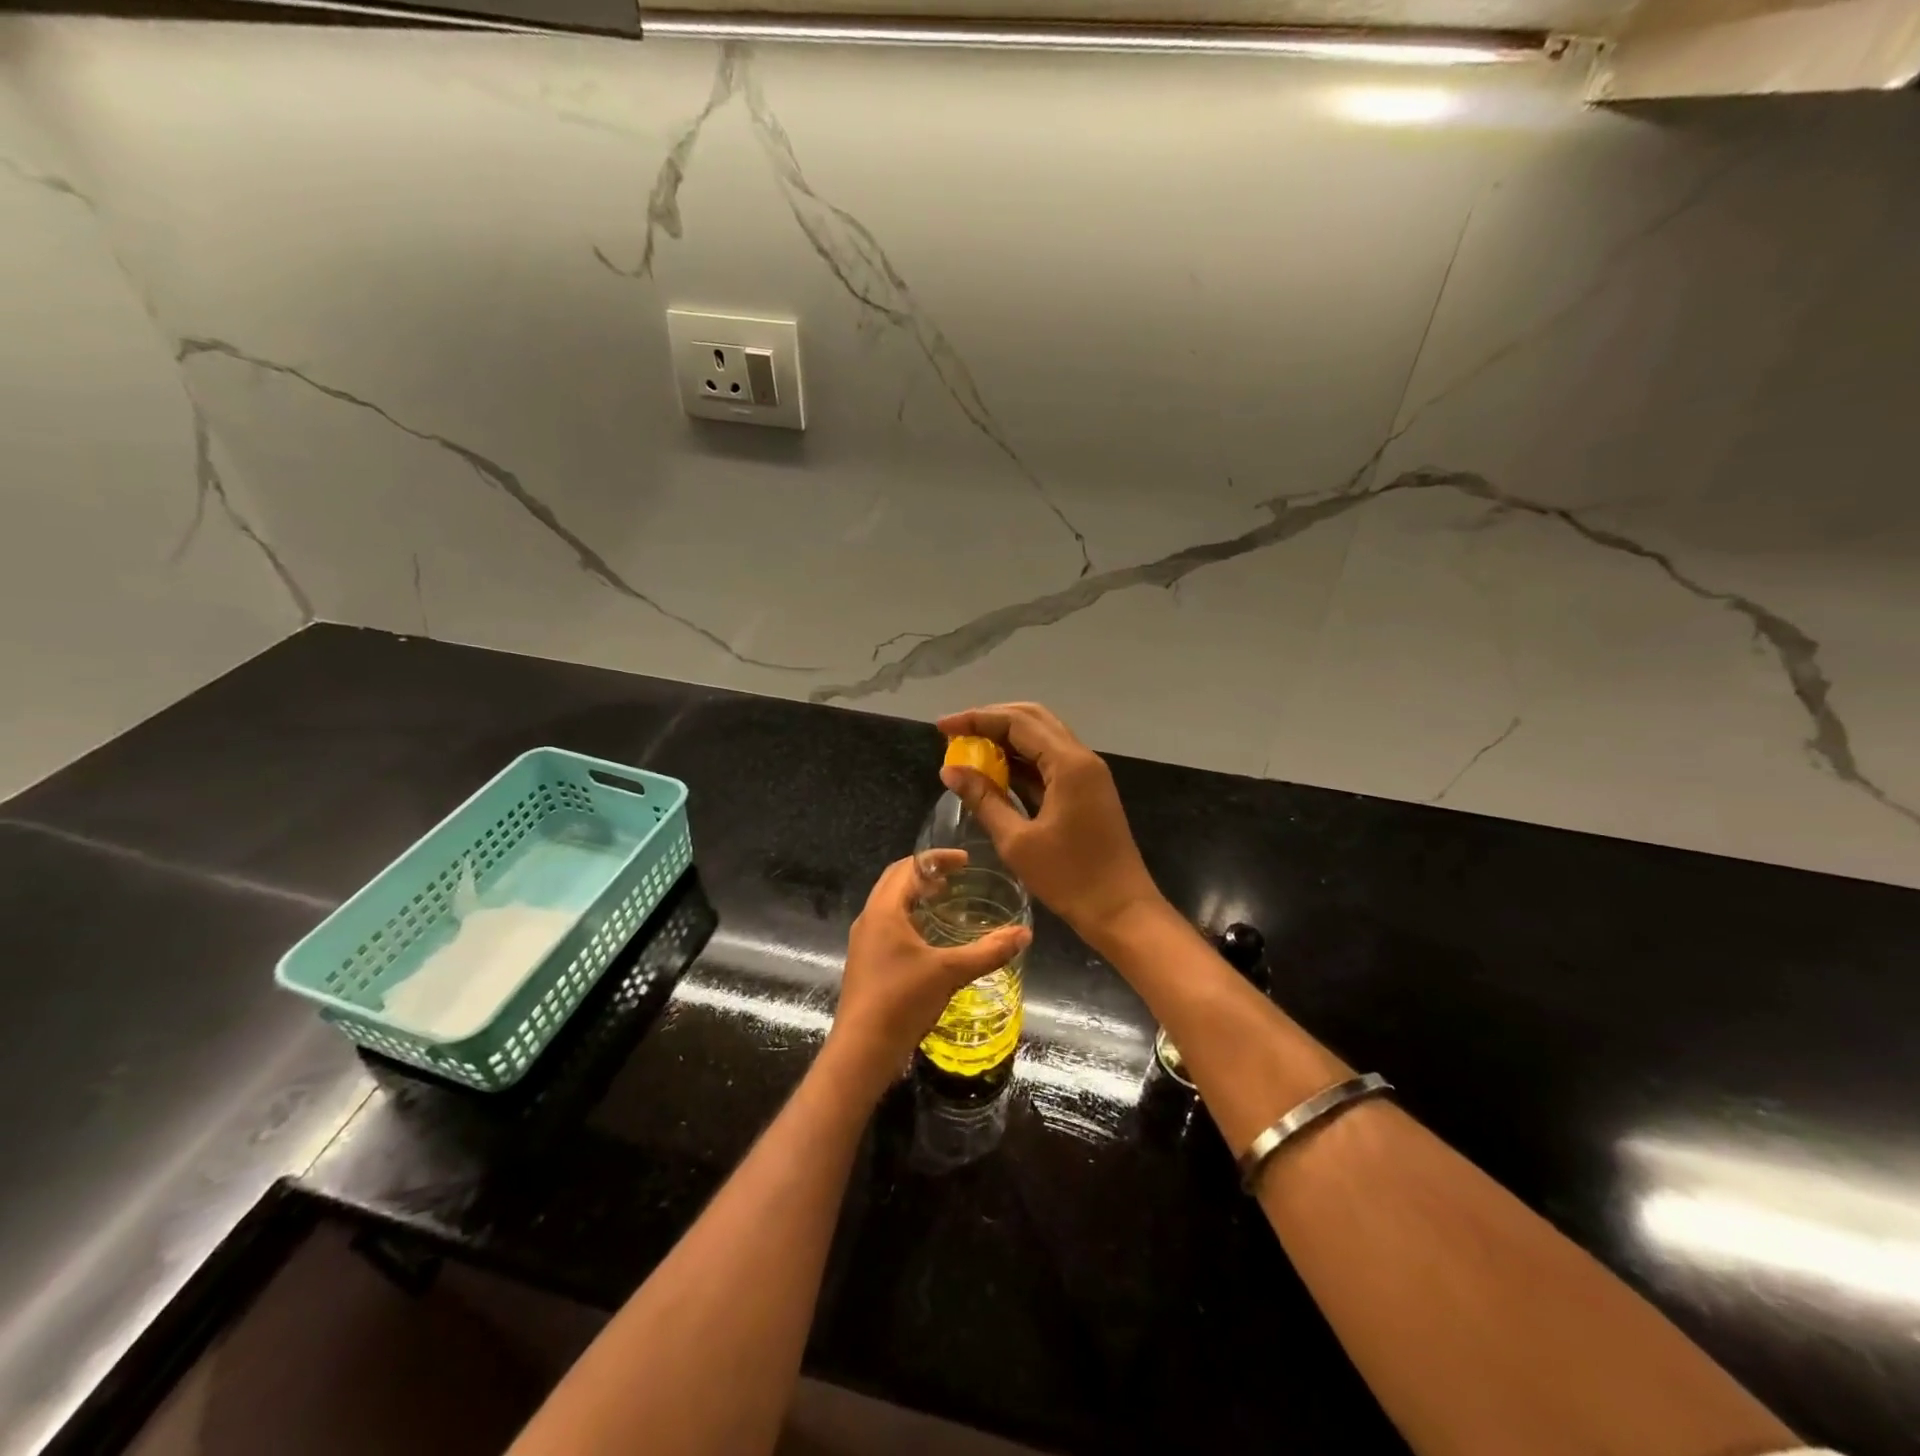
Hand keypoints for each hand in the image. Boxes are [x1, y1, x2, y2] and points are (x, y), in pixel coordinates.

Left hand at [825, 852, 1030, 1097]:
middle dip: (925, 874)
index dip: (937, 859)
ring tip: (946, 902)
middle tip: (956, 878)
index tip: (965, 861)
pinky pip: (888, 925)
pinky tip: (931, 940)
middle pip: (895, 881)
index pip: (908, 867)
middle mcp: (869, 919)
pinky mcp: (866, 962)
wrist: (862, 1051)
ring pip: (890, 905)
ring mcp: (864, 942)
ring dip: (916, 896)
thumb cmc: (902, 1001)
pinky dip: (910, 919)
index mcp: (884, 910)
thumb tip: (1024, 934)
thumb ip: (988, 951)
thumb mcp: (950, 972)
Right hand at [936, 702, 1161, 946]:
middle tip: (955, 732)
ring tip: (968, 748)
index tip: (942, 727)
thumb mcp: (1017, 841)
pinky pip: (1049, 762)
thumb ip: (983, 799)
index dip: (976, 719)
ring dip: (1006, 738)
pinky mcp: (1086, 791)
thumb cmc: (1069, 878)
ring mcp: (1087, 774)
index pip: (1017, 722)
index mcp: (1068, 764)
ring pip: (1042, 738)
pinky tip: (994, 771)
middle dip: (991, 720)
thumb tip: (950, 769)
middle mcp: (1081, 758)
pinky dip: (1021, 760)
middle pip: (1032, 719)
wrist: (1121, 910)